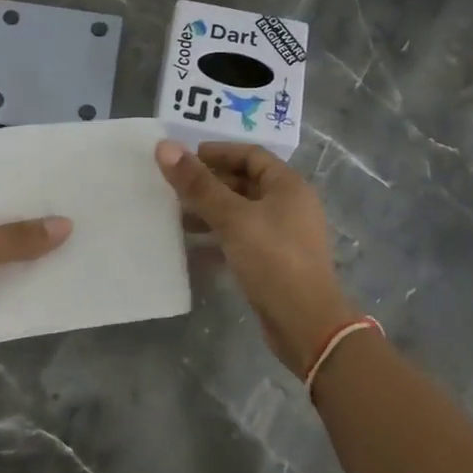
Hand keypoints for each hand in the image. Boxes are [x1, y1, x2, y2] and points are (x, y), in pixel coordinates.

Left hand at [0, 209, 70, 405]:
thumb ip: (17, 238)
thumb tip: (66, 224)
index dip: (17, 201)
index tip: (55, 192)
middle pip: (2, 240)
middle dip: (34, 233)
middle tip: (79, 216)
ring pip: (11, 270)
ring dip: (38, 264)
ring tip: (83, 244)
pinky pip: (14, 301)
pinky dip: (36, 295)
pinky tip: (69, 282)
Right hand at [156, 141, 357, 375]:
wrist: (307, 325)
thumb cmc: (273, 260)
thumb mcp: (233, 218)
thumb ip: (198, 184)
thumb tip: (165, 146)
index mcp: (288, 186)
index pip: (250, 155)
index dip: (217, 153)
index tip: (185, 158)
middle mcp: (289, 205)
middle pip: (244, 182)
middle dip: (210, 184)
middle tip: (175, 189)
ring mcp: (284, 235)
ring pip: (241, 212)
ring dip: (211, 211)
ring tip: (178, 218)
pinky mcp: (275, 261)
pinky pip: (242, 238)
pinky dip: (219, 237)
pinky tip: (194, 247)